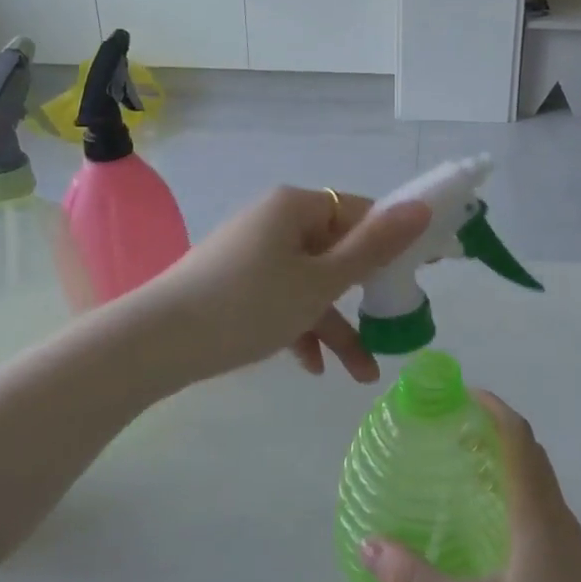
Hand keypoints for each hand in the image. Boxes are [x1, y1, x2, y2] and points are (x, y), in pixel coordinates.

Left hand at [136, 187, 430, 386]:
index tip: (418, 277)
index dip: (393, 242)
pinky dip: (299, 328)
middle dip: (364, 297)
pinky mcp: (235, 283)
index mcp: (296, 207)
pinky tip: (311, 368)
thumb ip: (374, 248)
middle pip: (336, 252)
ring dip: (335, 325)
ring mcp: (253, 254)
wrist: (157, 343)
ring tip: (361, 374)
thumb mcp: (320, 282)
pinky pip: (281, 298)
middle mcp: (275, 222)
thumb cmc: (249, 304)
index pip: (360, 212)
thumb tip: (423, 207)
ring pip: (309, 284)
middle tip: (393, 325)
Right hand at [360, 392, 580, 581]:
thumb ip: (416, 581)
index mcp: (535, 512)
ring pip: (536, 476)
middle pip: (529, 450)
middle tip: (451, 425)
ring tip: (463, 462)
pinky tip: (488, 515)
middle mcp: (555, 514)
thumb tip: (368, 545)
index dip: (493, 408)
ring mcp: (566, 538)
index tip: (461, 393)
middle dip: (494, 427)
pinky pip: (539, 500)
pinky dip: (514, 484)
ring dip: (506, 455)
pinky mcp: (567, 560)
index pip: (518, 438)